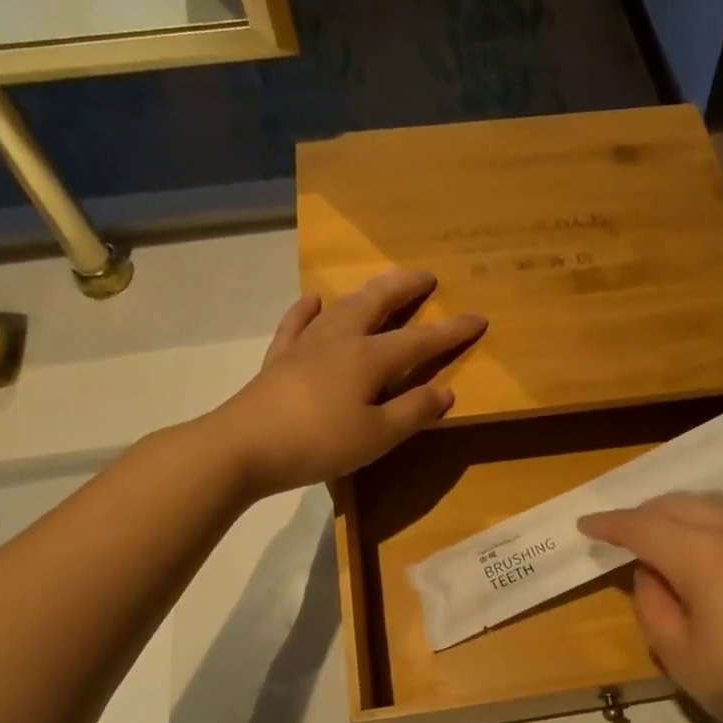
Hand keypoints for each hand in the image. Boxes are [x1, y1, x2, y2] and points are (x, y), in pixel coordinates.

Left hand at [211, 269, 486, 496]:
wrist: (243, 446)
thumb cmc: (318, 443)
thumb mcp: (377, 436)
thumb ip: (414, 412)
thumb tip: (446, 390)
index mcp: (369, 358)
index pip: (420, 340)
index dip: (451, 330)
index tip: (479, 317)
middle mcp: (340, 340)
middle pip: (377, 304)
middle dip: (405, 288)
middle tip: (426, 275)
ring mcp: (305, 345)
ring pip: (342, 307)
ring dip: (366, 293)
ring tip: (381, 283)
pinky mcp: (279, 359)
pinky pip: (297, 323)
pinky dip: (308, 309)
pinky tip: (313, 299)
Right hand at [578, 494, 722, 722]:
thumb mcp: (680, 655)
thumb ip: (653, 604)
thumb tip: (649, 573)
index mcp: (701, 553)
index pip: (643, 526)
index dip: (610, 525)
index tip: (585, 525)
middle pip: (678, 504)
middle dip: (643, 513)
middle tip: (620, 532)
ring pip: (712, 502)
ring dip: (678, 509)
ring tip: (660, 530)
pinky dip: (710, 516)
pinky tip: (706, 539)